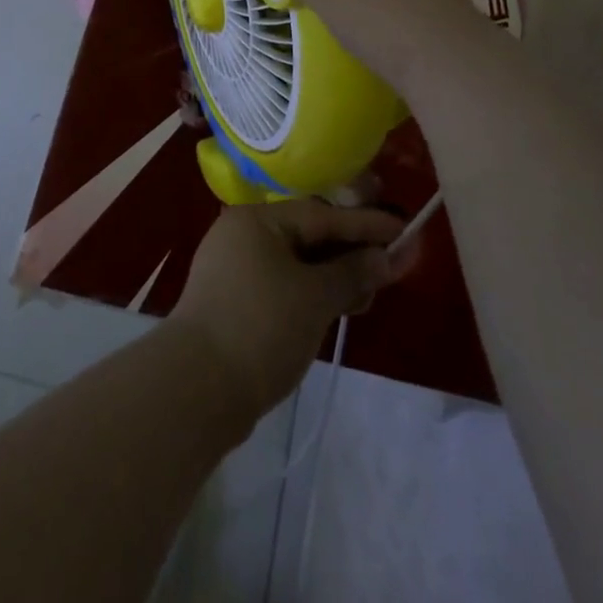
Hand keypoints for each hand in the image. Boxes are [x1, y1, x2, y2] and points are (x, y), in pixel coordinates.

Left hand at [170, 200, 414, 416]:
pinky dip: (314, 293)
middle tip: (394, 263)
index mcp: (257, 220)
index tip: (404, 230)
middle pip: (309, 235)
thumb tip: (384, 258)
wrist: (198, 388)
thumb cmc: (261, 327)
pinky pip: (285, 284)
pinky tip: (341, 307)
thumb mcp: (314, 297)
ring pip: (298, 263)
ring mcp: (237, 269)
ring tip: (372, 292)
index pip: (321, 214)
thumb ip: (352, 272)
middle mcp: (244, 235)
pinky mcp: (237, 302)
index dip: (365, 224)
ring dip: (336, 275)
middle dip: (352, 251)